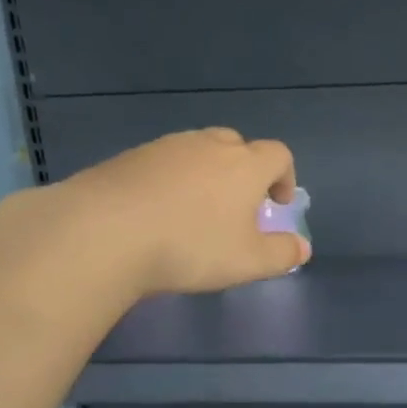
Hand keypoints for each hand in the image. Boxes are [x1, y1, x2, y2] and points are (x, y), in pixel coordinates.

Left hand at [54, 127, 309, 295]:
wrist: (104, 232)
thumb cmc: (191, 247)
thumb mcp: (248, 262)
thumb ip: (281, 254)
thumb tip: (302, 247)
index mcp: (244, 165)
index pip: (278, 155)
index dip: (285, 177)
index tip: (277, 204)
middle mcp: (207, 146)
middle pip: (237, 145)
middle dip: (245, 170)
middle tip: (238, 206)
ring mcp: (165, 147)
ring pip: (197, 151)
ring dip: (206, 174)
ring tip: (196, 212)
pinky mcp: (129, 157)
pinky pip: (163, 163)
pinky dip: (171, 181)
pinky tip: (158, 213)